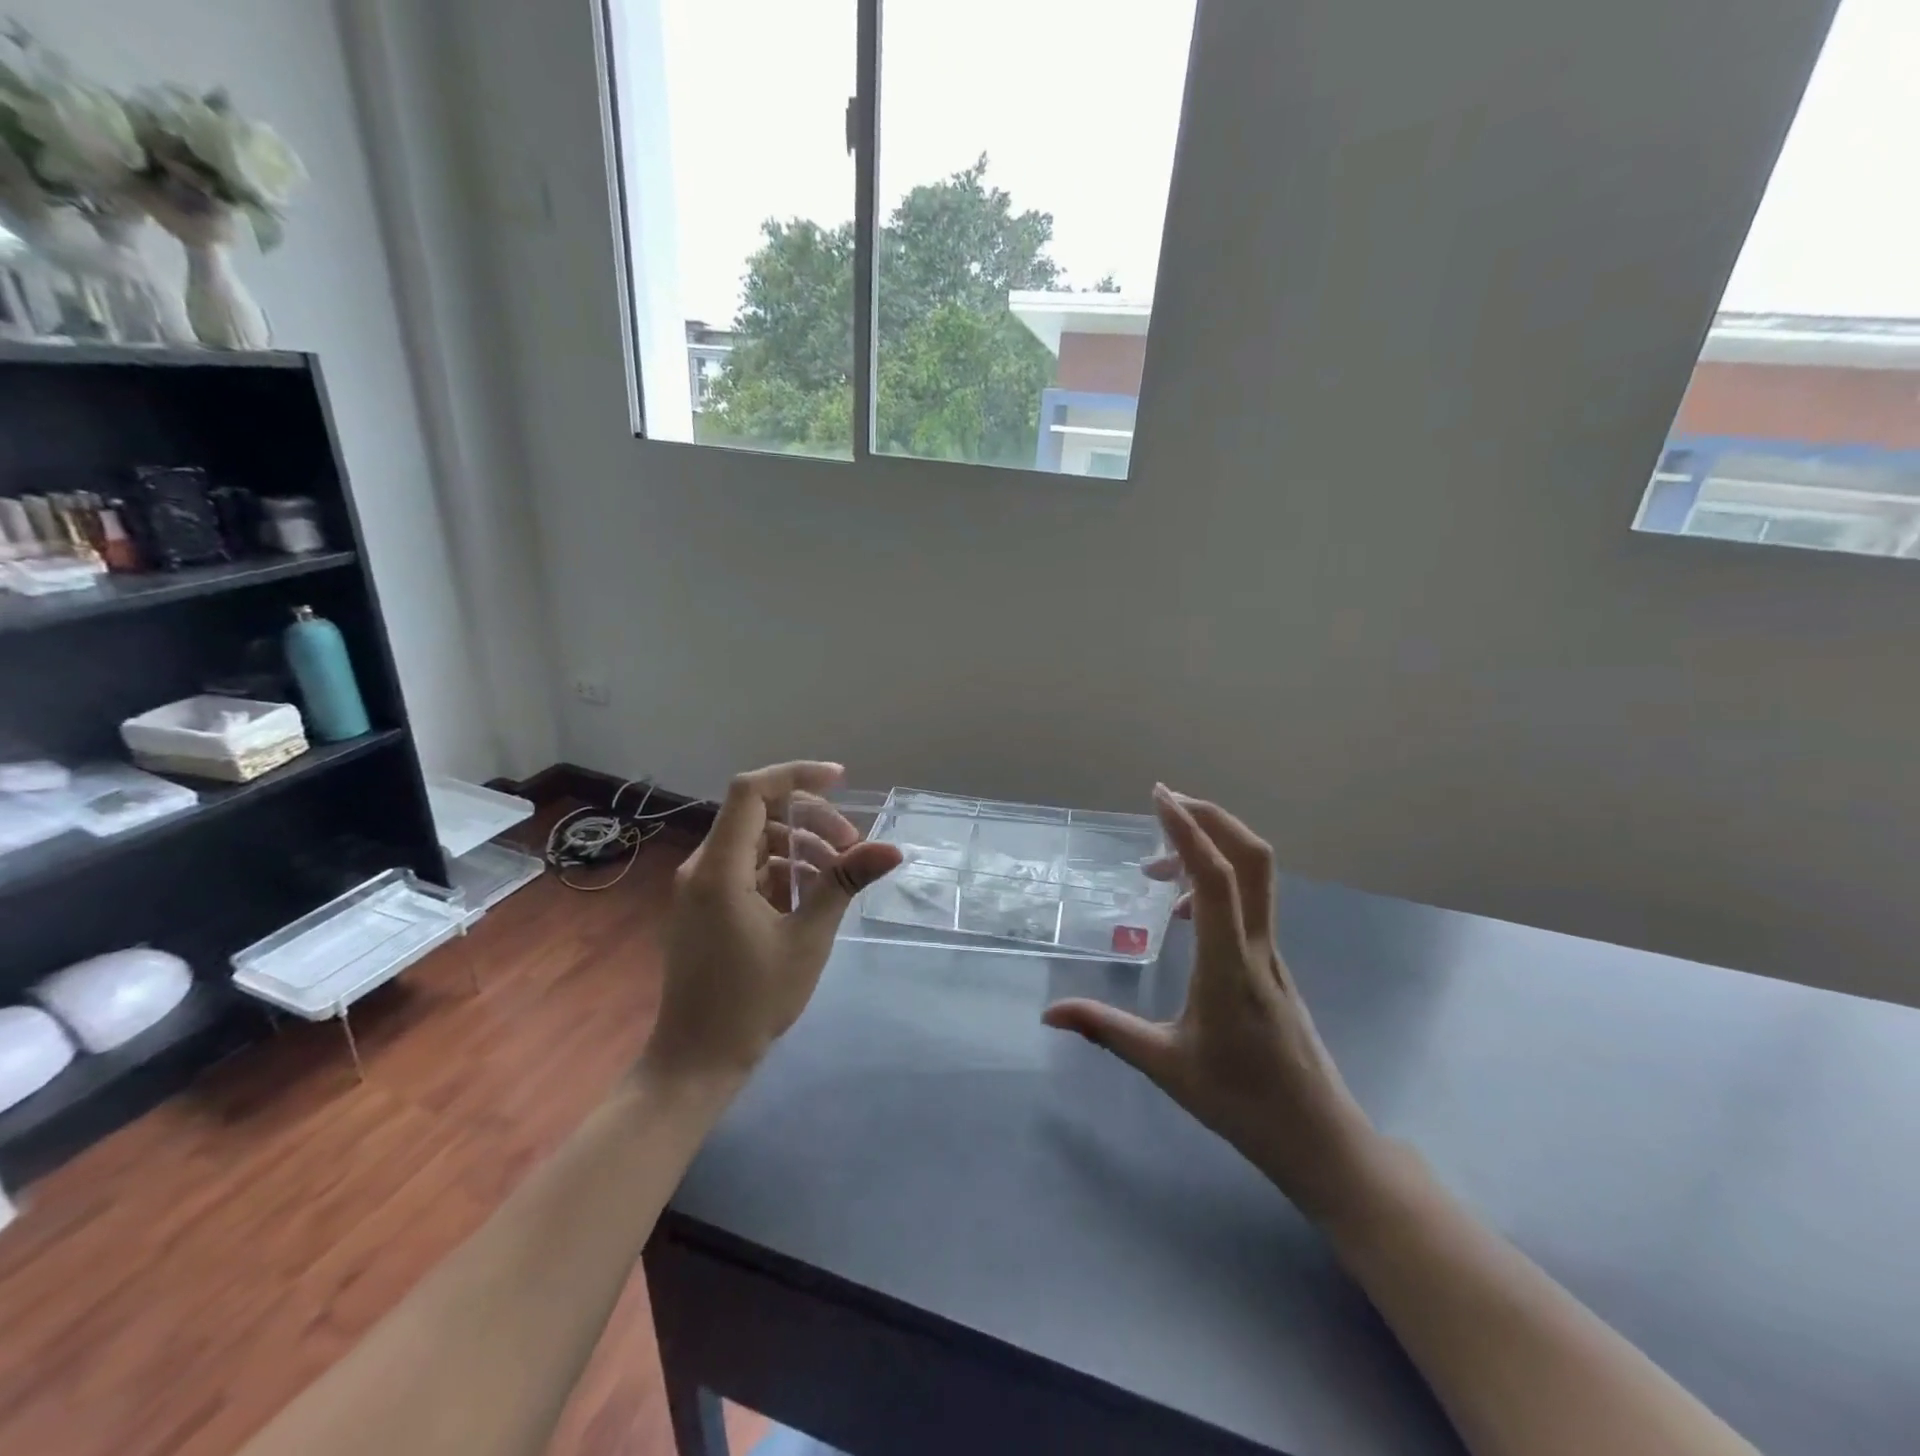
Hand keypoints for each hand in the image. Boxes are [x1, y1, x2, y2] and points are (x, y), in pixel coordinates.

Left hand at [647, 762, 902, 1083]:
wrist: (697, 1059)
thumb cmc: (752, 999)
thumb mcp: (808, 938)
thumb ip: (844, 884)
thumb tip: (891, 850)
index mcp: (719, 868)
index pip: (751, 791)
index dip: (796, 775)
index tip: (841, 780)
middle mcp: (703, 867)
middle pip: (759, 814)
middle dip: (810, 819)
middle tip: (852, 846)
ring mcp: (701, 887)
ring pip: (756, 841)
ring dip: (800, 846)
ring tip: (838, 874)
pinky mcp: (706, 906)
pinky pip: (747, 868)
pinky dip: (781, 869)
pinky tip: (811, 894)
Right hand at [1043, 785, 1380, 1221]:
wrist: (1319, 1136)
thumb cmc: (1242, 1101)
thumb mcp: (1166, 1065)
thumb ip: (1107, 1030)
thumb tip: (1049, 1013)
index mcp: (1229, 965)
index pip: (1216, 879)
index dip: (1188, 831)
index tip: (1159, 796)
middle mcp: (1257, 946)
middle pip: (1252, 859)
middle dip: (1211, 818)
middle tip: (1165, 805)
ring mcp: (1271, 952)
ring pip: (1255, 877)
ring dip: (1212, 848)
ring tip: (1156, 867)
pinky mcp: (1271, 962)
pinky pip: (1248, 902)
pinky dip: (1215, 882)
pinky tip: (1181, 914)